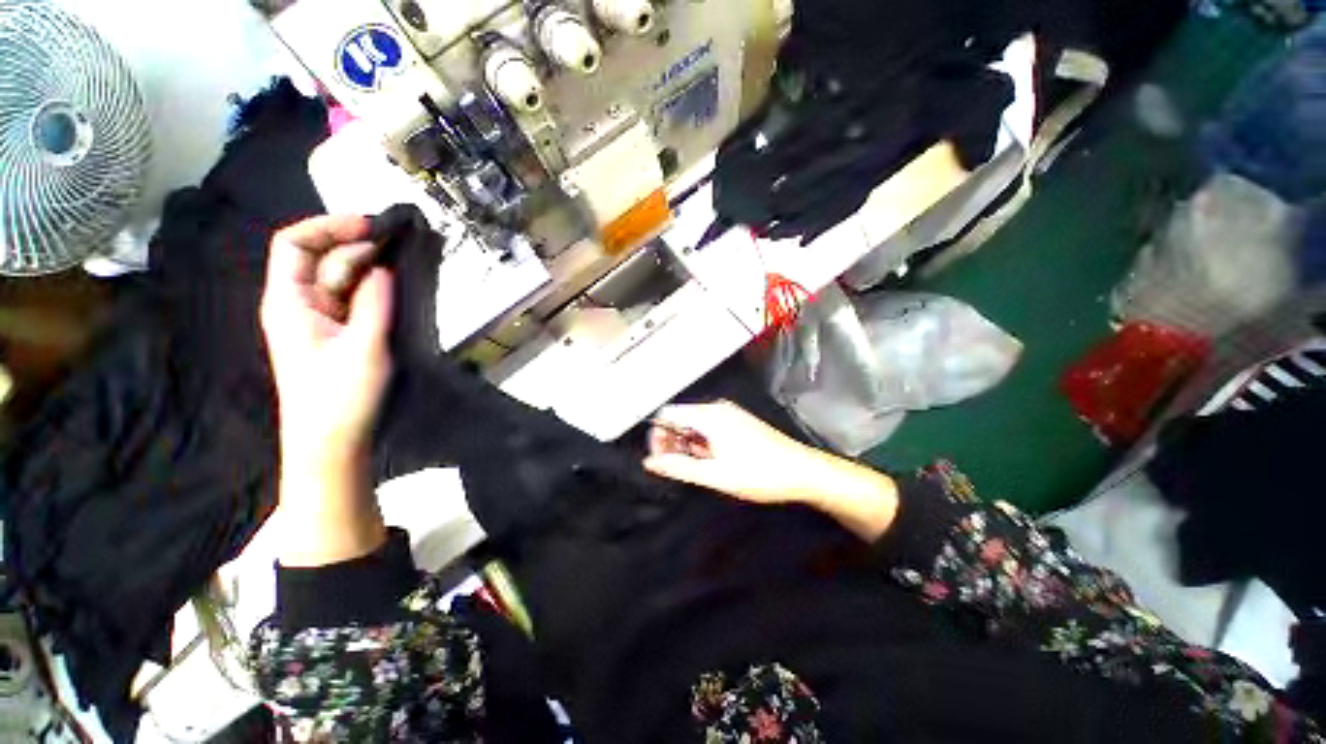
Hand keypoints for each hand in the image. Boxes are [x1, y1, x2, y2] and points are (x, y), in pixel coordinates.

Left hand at [260, 215, 392, 462]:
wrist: (331, 442)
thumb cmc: (339, 398)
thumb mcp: (364, 349)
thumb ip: (374, 304)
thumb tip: (384, 267)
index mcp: (289, 302)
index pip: (294, 244)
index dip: (329, 227)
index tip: (372, 226)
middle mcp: (299, 304)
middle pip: (323, 259)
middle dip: (359, 248)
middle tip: (404, 247)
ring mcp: (319, 320)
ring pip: (341, 280)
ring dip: (370, 269)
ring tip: (407, 264)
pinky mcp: (336, 333)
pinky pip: (353, 301)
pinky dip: (374, 290)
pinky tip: (396, 289)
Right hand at [645, 401, 899, 540]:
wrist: (802, 471)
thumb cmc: (758, 473)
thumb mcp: (715, 475)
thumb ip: (679, 467)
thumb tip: (650, 462)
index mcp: (709, 415)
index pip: (667, 414)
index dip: (658, 435)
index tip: (660, 458)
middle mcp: (717, 408)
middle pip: (681, 418)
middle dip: (673, 441)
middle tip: (677, 467)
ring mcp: (729, 414)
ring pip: (695, 424)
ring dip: (688, 444)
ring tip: (698, 468)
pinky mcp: (738, 422)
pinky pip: (710, 428)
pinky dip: (703, 443)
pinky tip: (713, 461)